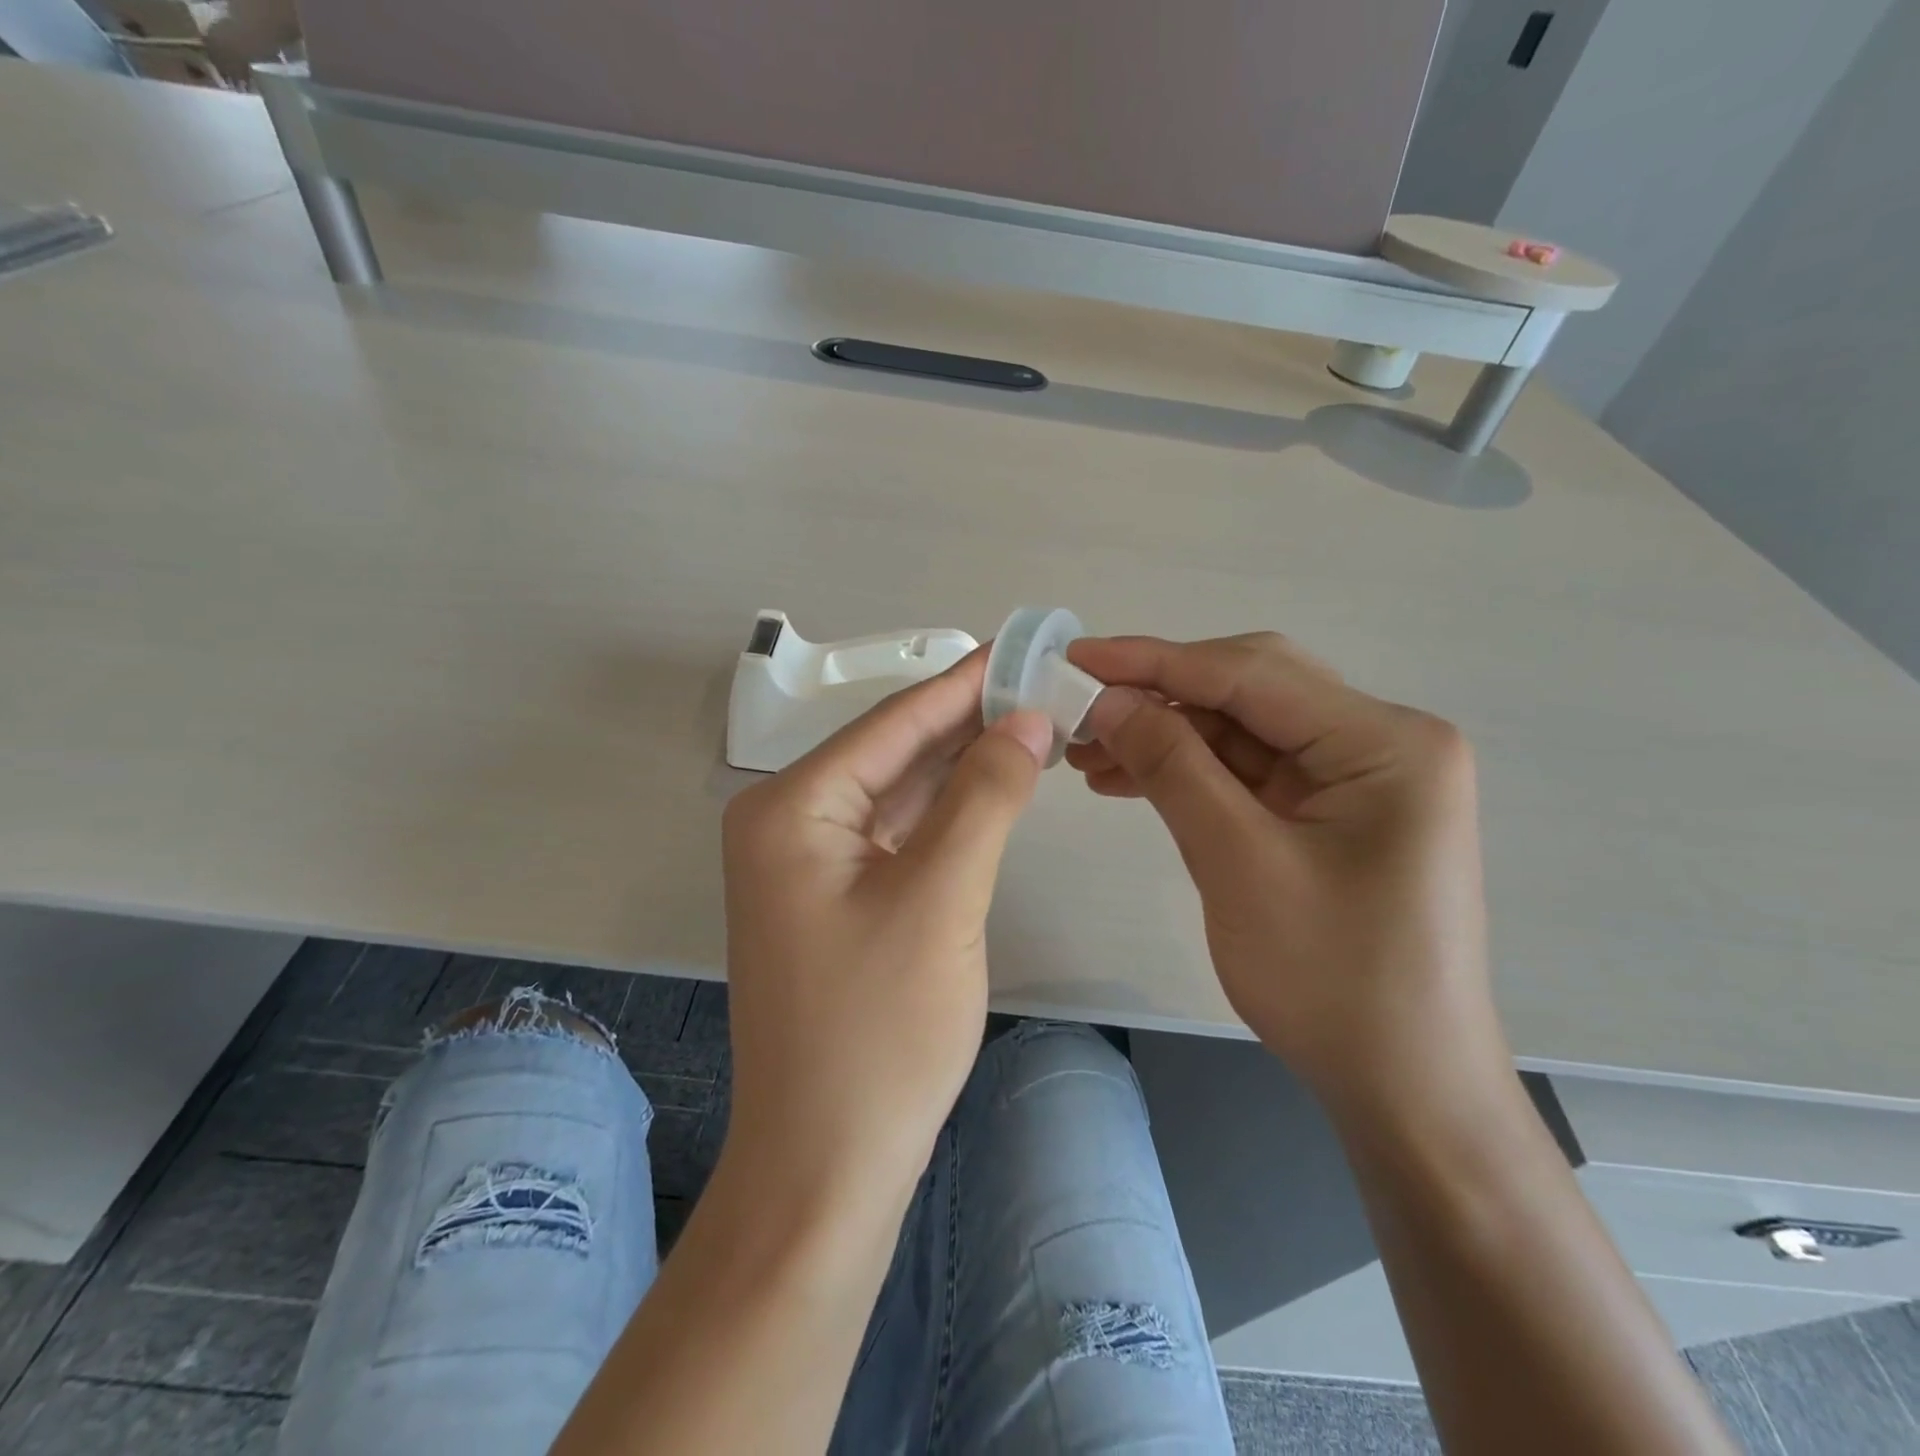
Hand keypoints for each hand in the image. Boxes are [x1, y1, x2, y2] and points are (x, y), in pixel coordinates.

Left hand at [719, 651, 1051, 1198]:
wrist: (827, 1166)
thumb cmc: (877, 1032)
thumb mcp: (940, 898)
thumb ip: (984, 796)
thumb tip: (1026, 719)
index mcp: (792, 807)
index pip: (894, 722)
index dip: (966, 683)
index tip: (1026, 648)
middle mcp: (790, 823)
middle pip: (894, 751)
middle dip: (969, 722)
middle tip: (1045, 685)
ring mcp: (810, 864)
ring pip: (899, 792)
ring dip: (963, 764)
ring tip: (1035, 725)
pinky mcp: (838, 899)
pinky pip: (898, 834)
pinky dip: (947, 812)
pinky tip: (994, 788)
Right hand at [1066, 633, 1502, 1110]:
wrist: (1403, 1087)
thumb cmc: (1333, 979)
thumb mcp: (1238, 863)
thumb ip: (1174, 767)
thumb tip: (1109, 701)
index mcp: (1385, 742)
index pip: (1251, 674)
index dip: (1154, 661)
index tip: (1076, 656)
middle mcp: (1382, 742)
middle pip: (1250, 691)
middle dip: (1159, 697)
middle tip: (1079, 708)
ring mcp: (1359, 777)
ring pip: (1242, 730)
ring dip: (1166, 736)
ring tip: (1089, 753)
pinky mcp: (1334, 811)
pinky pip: (1250, 771)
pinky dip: (1190, 771)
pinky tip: (1130, 778)